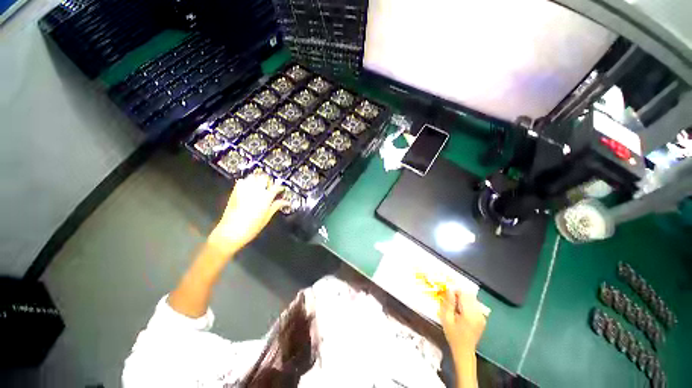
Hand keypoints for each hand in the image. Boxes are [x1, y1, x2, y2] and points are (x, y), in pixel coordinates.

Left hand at [208, 173, 288, 253]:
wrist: (230, 232)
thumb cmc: (250, 228)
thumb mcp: (267, 218)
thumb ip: (276, 206)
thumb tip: (285, 202)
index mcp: (265, 198)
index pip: (276, 187)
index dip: (280, 187)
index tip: (281, 189)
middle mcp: (255, 191)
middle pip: (264, 177)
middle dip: (269, 181)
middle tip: (271, 188)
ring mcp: (244, 190)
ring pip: (253, 177)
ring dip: (258, 179)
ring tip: (260, 186)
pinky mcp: (235, 192)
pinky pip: (242, 181)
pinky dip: (247, 182)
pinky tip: (249, 188)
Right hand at [439, 290, 487, 356]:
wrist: (464, 351)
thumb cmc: (453, 335)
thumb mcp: (446, 319)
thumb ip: (448, 303)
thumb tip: (449, 290)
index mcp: (469, 314)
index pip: (464, 294)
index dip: (455, 290)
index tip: (447, 293)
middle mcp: (478, 313)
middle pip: (469, 295)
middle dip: (459, 294)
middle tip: (450, 299)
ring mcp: (482, 316)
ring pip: (473, 299)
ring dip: (463, 299)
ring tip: (455, 306)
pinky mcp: (482, 319)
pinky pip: (475, 305)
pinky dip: (468, 304)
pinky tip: (462, 311)